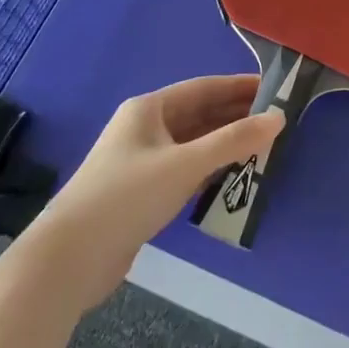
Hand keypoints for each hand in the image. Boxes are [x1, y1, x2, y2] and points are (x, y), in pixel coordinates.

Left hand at [38, 76, 282, 305]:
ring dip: (225, 144)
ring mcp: (141, 162)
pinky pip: (185, 170)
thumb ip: (234, 141)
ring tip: (263, 147)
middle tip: (276, 120)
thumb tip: (279, 118)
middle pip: (198, 114)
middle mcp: (144, 129)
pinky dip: (210, 169)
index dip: (239, 87)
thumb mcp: (186, 165)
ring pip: (192, 144)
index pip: (204, 88)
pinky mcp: (141, 193)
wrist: (69, 260)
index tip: (275, 89)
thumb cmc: (128, 197)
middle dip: (235, 116)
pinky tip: (233, 177)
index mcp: (149, 109)